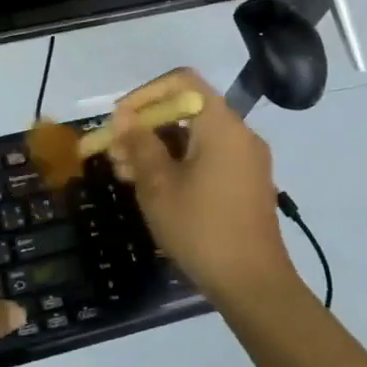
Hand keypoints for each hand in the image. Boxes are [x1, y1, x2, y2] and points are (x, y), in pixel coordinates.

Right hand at [105, 69, 301, 312]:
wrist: (253, 285)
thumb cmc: (201, 229)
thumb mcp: (158, 186)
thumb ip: (139, 145)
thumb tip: (123, 117)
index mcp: (221, 125)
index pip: (181, 82)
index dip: (145, 94)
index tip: (119, 120)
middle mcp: (239, 134)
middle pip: (185, 110)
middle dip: (145, 127)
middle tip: (113, 152)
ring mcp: (246, 160)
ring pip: (193, 137)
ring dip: (157, 148)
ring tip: (124, 174)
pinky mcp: (246, 183)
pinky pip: (207, 157)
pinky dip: (177, 163)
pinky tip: (151, 187)